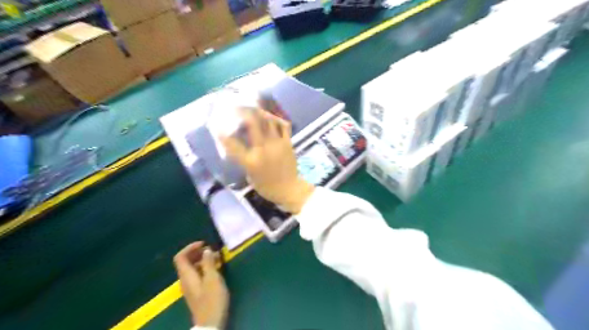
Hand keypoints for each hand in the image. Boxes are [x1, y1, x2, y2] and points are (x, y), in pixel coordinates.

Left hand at [173, 241, 228, 327]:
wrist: (210, 324)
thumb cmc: (212, 300)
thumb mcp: (213, 279)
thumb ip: (209, 263)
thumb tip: (206, 250)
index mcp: (186, 276)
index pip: (180, 257)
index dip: (190, 247)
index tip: (204, 244)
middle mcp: (185, 280)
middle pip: (186, 261)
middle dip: (198, 253)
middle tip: (212, 250)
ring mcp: (190, 287)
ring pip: (192, 268)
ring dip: (203, 260)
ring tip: (217, 258)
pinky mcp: (196, 292)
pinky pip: (197, 274)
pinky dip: (205, 268)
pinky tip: (216, 269)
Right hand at [221, 107, 314, 212]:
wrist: (290, 189)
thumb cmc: (267, 187)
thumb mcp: (250, 176)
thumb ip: (244, 160)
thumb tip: (243, 146)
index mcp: (250, 161)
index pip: (233, 144)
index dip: (223, 135)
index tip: (218, 128)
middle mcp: (263, 149)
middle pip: (253, 124)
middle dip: (244, 112)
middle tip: (239, 107)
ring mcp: (277, 144)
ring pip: (269, 121)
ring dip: (260, 112)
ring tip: (255, 108)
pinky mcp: (288, 143)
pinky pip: (284, 126)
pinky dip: (277, 119)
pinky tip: (272, 117)